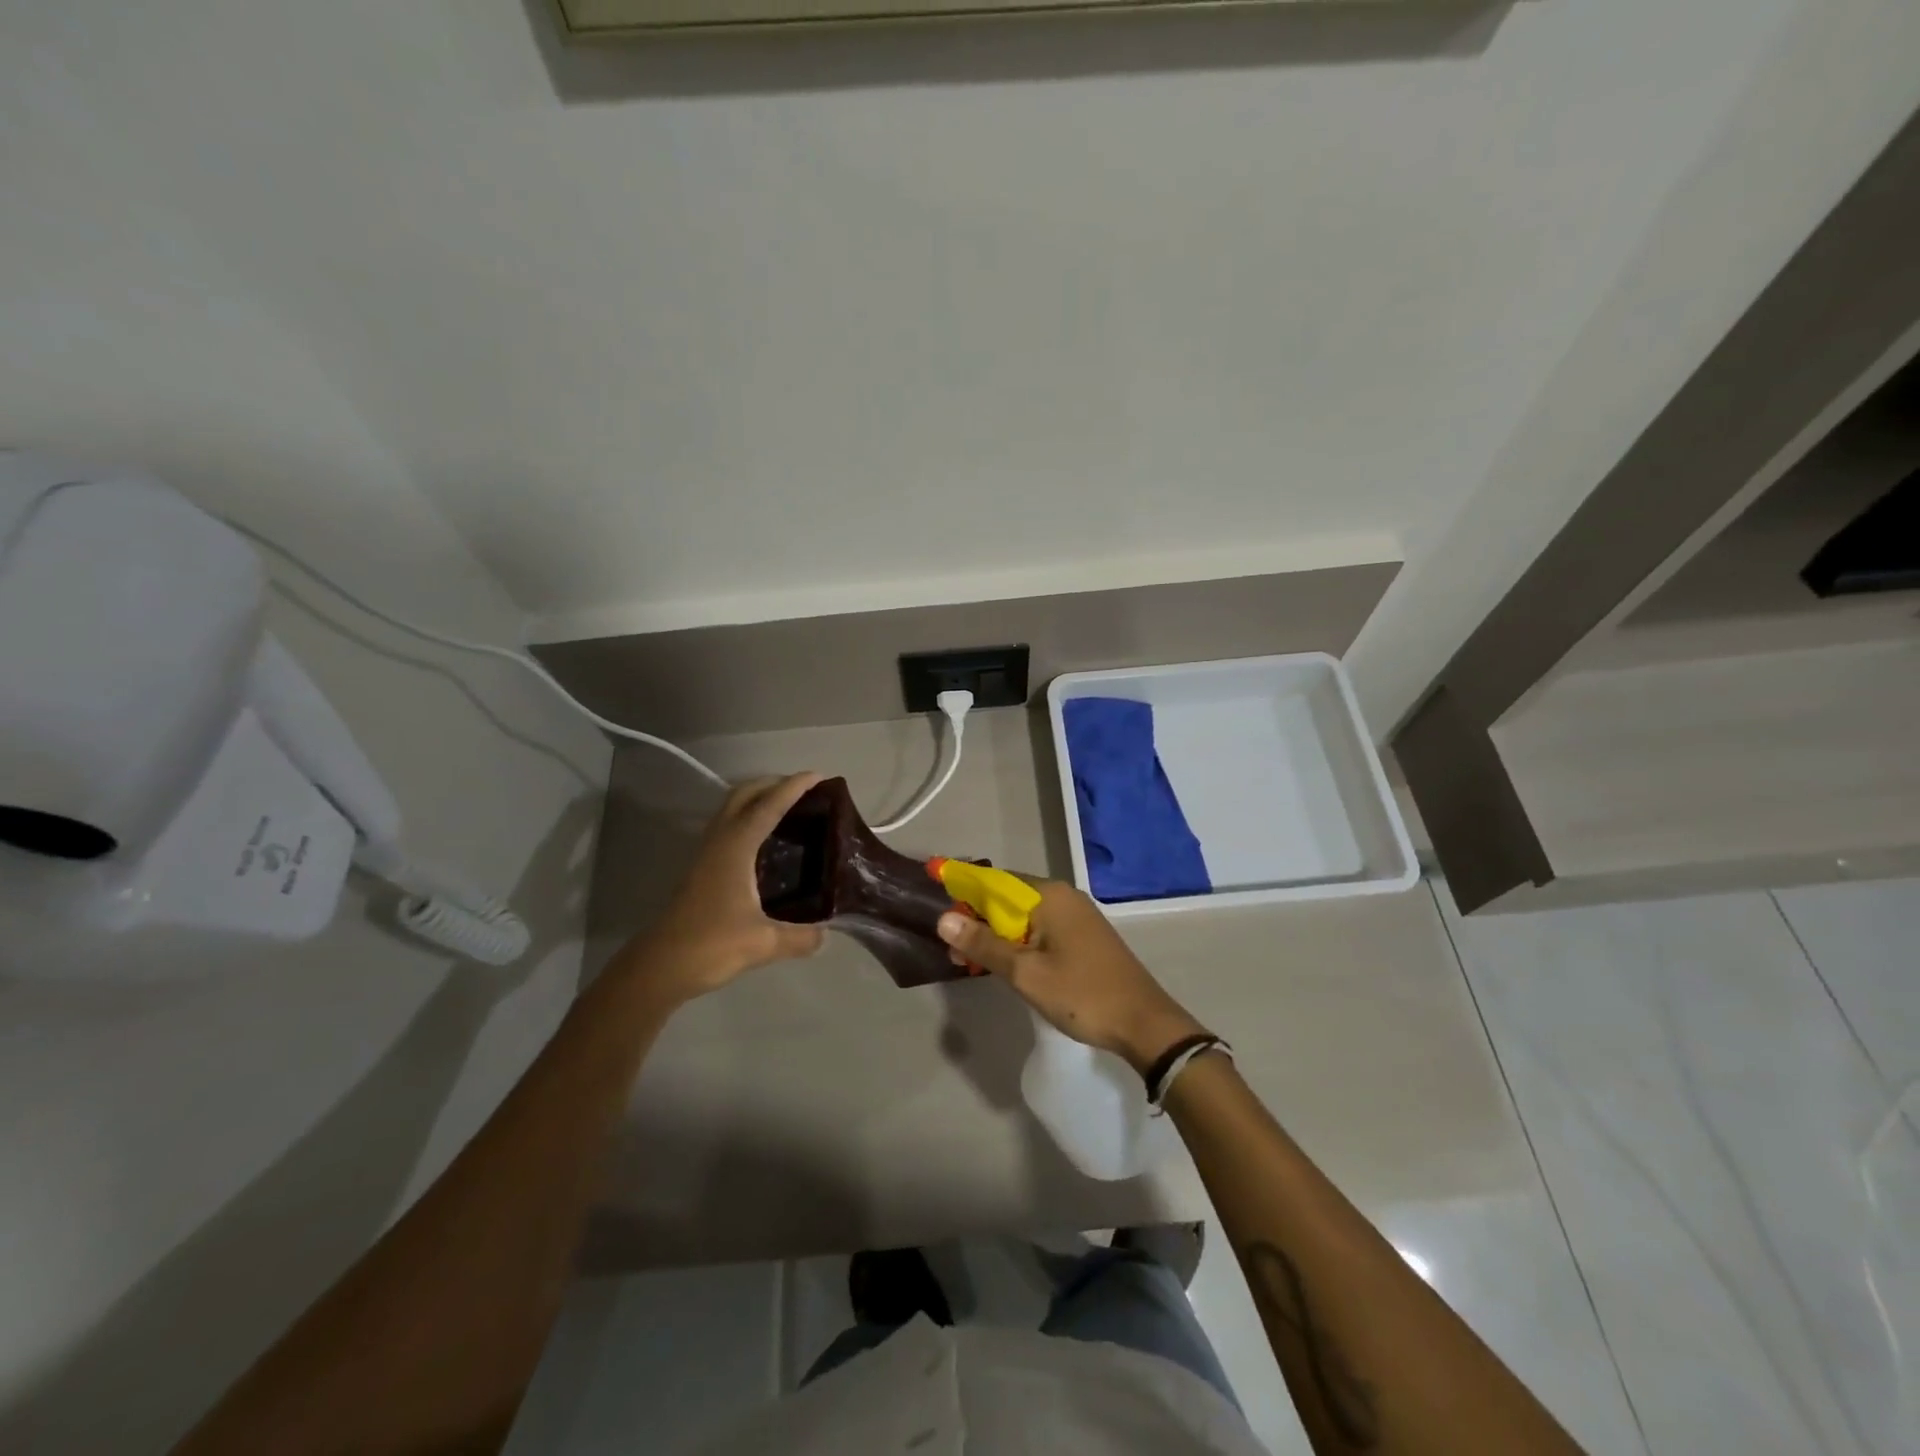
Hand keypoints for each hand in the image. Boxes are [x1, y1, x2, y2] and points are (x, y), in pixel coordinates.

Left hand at [615, 773, 826, 1004]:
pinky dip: (748, 819)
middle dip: (772, 783)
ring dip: (757, 799)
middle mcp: (719, 841)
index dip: (794, 787)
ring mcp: (706, 854)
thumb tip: (826, 935)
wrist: (659, 967)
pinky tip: (763, 841)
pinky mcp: (701, 869)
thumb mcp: (764, 943)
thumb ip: (800, 937)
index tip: (818, 776)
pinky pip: (728, 827)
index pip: (769, 806)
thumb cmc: (711, 945)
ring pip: (731, 809)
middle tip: (803, 788)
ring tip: (786, 807)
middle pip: (744, 795)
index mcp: (736, 847)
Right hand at [937, 879, 1206, 1074]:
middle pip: (1008, 897)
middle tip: (952, 948)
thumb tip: (943, 918)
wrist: (1144, 1023)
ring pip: (1023, 916)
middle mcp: (1063, 896)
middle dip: (977, 918)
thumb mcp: (1026, 973)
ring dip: (996, 934)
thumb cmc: (1082, 994)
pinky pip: (1040, 929)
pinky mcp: (1083, 936)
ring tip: (969, 960)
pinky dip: (1017, 942)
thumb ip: (984, 944)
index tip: (936, 896)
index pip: (994, 880)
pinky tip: (1003, 964)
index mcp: (1049, 895)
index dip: (963, 887)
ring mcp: (1076, 916)